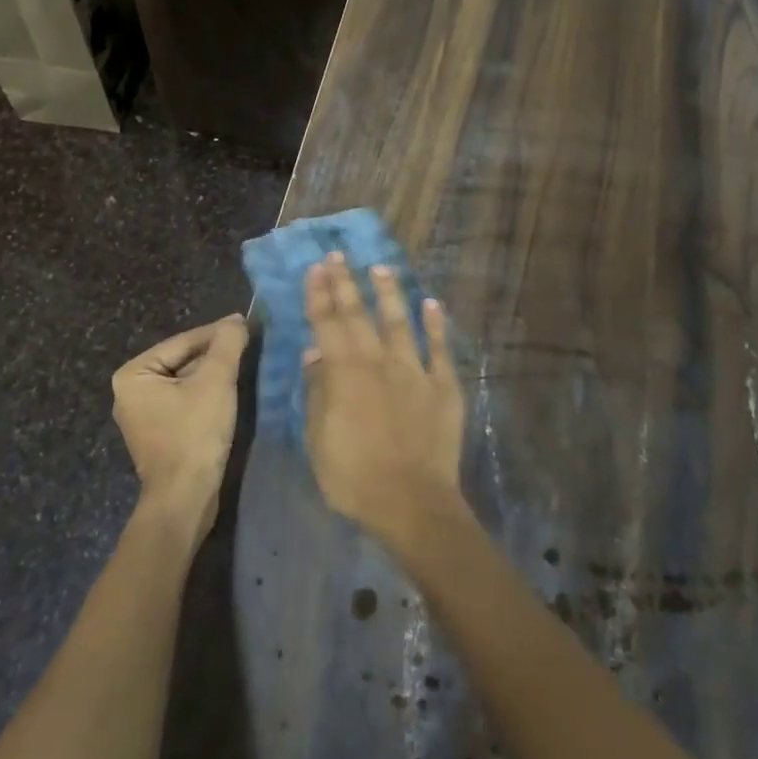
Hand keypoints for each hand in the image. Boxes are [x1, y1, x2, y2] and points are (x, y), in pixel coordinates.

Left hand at [112, 315, 248, 539]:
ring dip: (214, 374)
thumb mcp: (216, 382)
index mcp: (133, 374)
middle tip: (249, 344)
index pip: (184, 342)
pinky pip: (185, 401)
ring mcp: (143, 415)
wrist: (185, 498)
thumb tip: (237, 320)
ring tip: (245, 364)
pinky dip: (207, 394)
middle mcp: (131, 391)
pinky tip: (230, 393)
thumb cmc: (194, 434)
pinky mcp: (159, 433)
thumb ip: (227, 345)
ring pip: (186, 381)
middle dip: (216, 354)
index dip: (218, 333)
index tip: (247, 324)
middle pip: (183, 360)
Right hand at [303, 254, 466, 543]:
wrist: (413, 503)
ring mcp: (415, 371)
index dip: (320, 295)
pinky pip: (439, 348)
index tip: (316, 268)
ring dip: (389, 293)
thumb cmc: (354, 477)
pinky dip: (435, 325)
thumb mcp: (318, 440)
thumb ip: (318, 392)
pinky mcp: (444, 386)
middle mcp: (379, 362)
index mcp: (345, 374)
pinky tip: (432, 304)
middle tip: (338, 256)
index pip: (327, 324)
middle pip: (359, 315)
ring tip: (380, 268)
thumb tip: (314, 354)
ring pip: (399, 322)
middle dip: (346, 284)